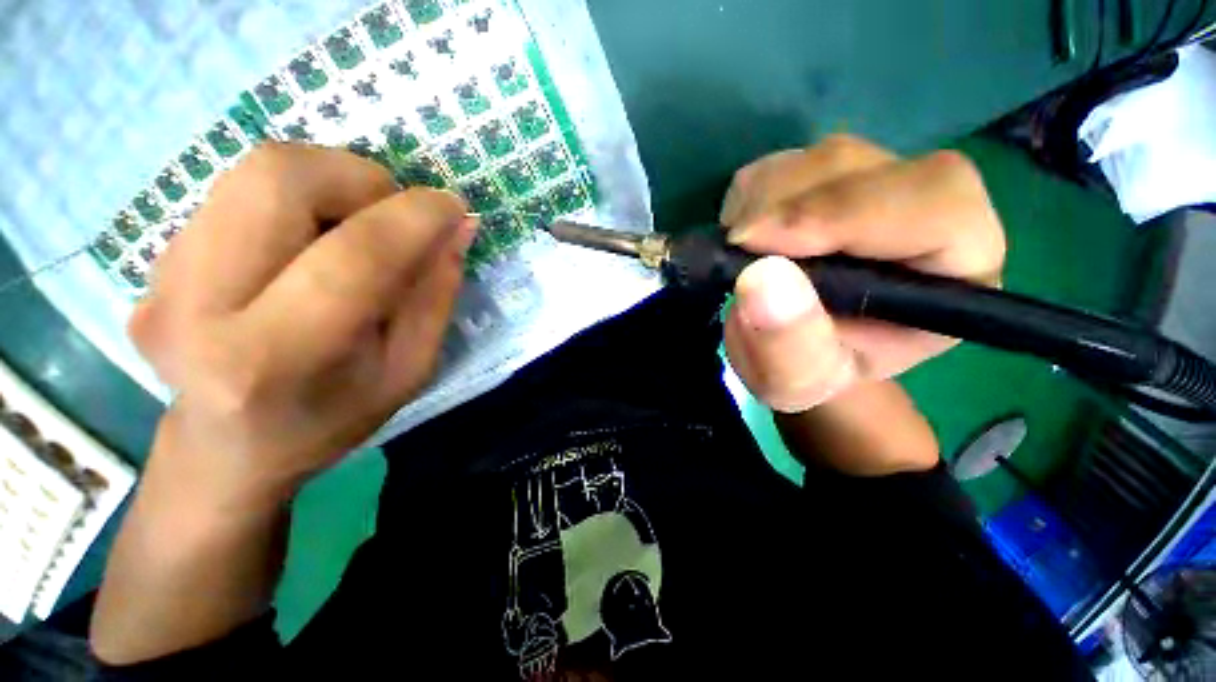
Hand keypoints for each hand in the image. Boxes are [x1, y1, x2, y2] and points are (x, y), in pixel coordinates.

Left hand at [130, 143, 475, 507]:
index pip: (354, 256)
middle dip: (359, 178)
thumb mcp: (409, 370)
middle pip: (279, 177)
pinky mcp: (154, 259)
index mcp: (276, 358)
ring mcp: (162, 276)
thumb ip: (435, 296)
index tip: (453, 207)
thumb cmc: (332, 418)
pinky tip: (310, 243)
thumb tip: (458, 228)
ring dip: (330, 182)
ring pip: (256, 171)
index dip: (415, 218)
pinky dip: (296, 200)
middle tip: (393, 212)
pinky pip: (238, 192)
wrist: (227, 448)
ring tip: (357, 225)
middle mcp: (198, 306)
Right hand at [720, 135, 1004, 413]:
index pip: (933, 202)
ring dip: (760, 203)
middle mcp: (925, 209)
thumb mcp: (797, 381)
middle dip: (784, 207)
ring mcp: (873, 183)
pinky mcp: (826, 177)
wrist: (799, 351)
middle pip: (860, 167)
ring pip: (817, 159)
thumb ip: (789, 345)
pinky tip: (746, 237)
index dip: (843, 212)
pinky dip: (748, 197)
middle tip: (735, 249)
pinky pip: (782, 164)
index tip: (756, 241)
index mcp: (955, 267)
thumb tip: (760, 277)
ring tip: (740, 254)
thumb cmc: (811, 372)